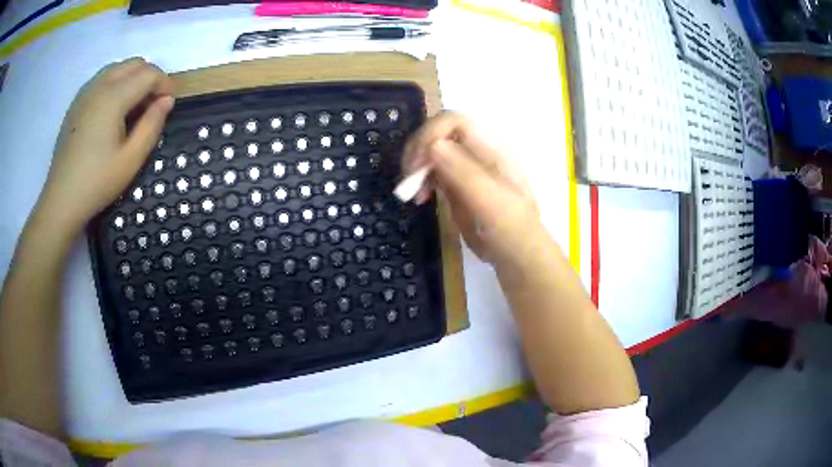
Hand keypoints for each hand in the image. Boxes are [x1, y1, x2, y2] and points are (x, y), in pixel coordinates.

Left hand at [35, 58, 174, 234]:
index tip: (171, 103)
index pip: (149, 74)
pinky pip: (102, 79)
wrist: (61, 201)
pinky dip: (116, 84)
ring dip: (132, 78)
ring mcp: (85, 92)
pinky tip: (113, 109)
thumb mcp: (131, 160)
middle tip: (153, 104)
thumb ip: (152, 125)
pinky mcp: (77, 103)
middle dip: (150, 77)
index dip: (165, 84)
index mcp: (114, 97)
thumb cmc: (97, 183)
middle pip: (134, 64)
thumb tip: (167, 100)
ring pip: (118, 68)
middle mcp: (100, 85)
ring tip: (134, 106)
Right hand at [402, 112, 540, 267]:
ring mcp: (465, 167)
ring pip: (430, 152)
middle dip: (418, 151)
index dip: (430, 135)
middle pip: (437, 133)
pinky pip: (432, 171)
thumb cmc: (510, 228)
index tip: (418, 164)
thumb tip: (433, 145)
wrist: (515, 254)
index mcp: (489, 148)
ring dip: (416, 168)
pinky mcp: (456, 184)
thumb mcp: (490, 201)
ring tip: (412, 193)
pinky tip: (420, 198)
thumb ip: (464, 172)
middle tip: (409, 178)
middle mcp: (475, 152)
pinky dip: (420, 181)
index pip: (453, 122)